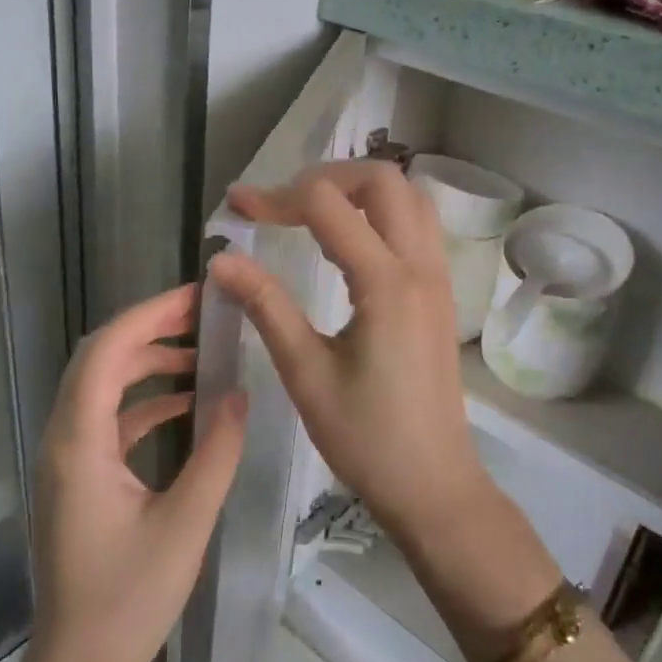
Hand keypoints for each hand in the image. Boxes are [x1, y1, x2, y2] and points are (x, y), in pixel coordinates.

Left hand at [20, 283, 247, 661]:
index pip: (106, 352)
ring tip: (201, 351)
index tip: (197, 297)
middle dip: (150, 328)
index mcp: (79, 443)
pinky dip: (144, 400)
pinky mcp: (79, 476)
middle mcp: (63, 439)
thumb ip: (217, 454)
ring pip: (102, 385)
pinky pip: (109, 418)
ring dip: (147, 362)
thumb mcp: (186, 525)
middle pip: (99, 358)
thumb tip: (240, 394)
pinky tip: (186, 403)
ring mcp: (67, 458)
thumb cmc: (129, 601)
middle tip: (204, 314)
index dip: (150, 315)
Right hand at [210, 160, 561, 661]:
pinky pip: (417, 226)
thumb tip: (221, 259)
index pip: (327, 205)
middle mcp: (420, 266)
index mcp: (386, 282)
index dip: (275, 197)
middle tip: (281, 205)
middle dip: (325, 177)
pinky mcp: (440, 294)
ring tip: (310, 215)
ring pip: (408, 197)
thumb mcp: (305, 372)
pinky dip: (380, 214)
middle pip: (382, 180)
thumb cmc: (365, 437)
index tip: (236, 208)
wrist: (433, 484)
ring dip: (358, 191)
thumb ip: (266, 305)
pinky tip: (345, 245)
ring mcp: (437, 278)